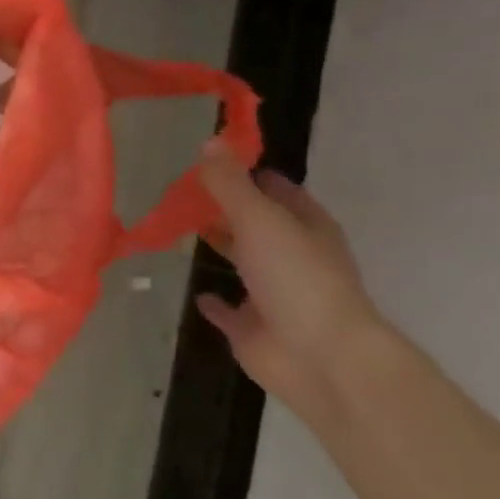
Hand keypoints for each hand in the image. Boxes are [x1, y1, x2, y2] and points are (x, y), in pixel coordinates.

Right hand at [194, 142, 384, 423]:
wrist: (319, 357)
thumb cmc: (296, 279)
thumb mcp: (260, 220)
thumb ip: (229, 185)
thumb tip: (208, 142)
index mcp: (306, 227)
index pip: (276, 189)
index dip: (246, 174)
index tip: (208, 162)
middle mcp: (292, 256)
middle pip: (256, 224)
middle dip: (226, 208)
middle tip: (182, 193)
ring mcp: (273, 294)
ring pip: (244, 263)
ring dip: (220, 247)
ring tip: (180, 230)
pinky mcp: (253, 327)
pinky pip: (229, 309)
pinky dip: (214, 301)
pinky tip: (196, 292)